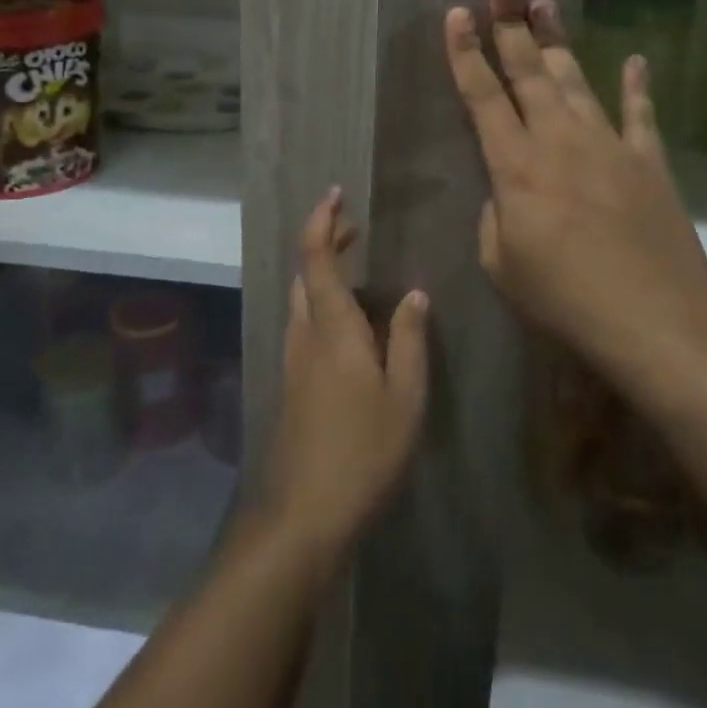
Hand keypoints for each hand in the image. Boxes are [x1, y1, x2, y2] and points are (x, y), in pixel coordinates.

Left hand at [262, 189, 429, 555]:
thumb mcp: (405, 396)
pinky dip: (320, 299)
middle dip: (325, 242)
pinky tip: (348, 321)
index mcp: (332, 328)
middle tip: (355, 228)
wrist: (305, 512)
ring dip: (322, 271)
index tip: (336, 194)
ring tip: (355, 265)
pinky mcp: (292, 381)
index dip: (322, 221)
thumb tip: (414, 293)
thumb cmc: (363, 451)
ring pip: (300, 296)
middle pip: (305, 272)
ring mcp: (294, 358)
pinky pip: (304, 321)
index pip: (316, 258)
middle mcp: (305, 333)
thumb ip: (408, 339)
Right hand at [444, 0, 706, 382]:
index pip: (482, 97)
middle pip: (529, 72)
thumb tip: (507, 194)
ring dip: (558, 42)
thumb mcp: (502, 264)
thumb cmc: (563, 297)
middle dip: (511, 25)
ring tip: (546, 5)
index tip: (456, 15)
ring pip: (577, 81)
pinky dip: (638, 86)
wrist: (652, 316)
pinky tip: (637, 59)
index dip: (465, 54)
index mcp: (515, 166)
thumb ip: (496, 218)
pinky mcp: (648, 162)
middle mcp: (559, 141)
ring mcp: (608, 146)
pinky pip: (641, 115)